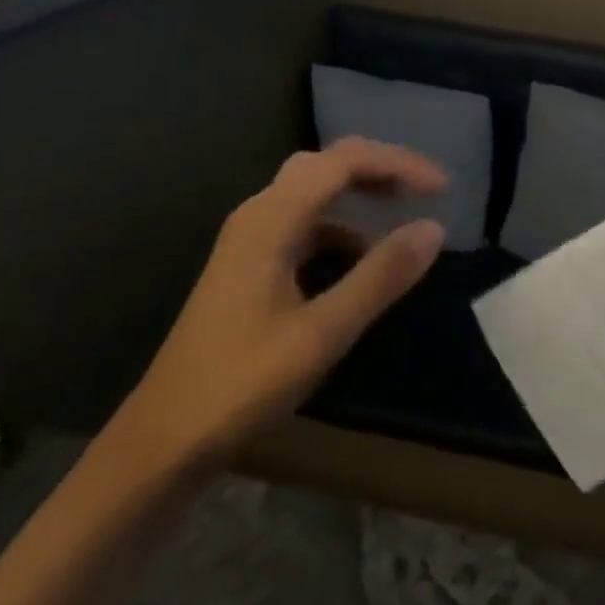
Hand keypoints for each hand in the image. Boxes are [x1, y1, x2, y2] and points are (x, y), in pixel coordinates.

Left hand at [123, 137, 447, 464]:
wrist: (161, 442)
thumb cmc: (240, 384)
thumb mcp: (323, 333)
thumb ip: (381, 276)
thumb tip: (435, 228)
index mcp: (271, 219)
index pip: (345, 162)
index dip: (399, 164)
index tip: (443, 189)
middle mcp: (258, 215)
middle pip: (327, 165)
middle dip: (380, 168)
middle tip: (425, 191)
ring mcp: (250, 240)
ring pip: (314, 192)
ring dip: (361, 193)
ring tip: (403, 216)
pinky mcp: (250, 265)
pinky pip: (305, 223)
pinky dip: (343, 226)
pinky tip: (362, 259)